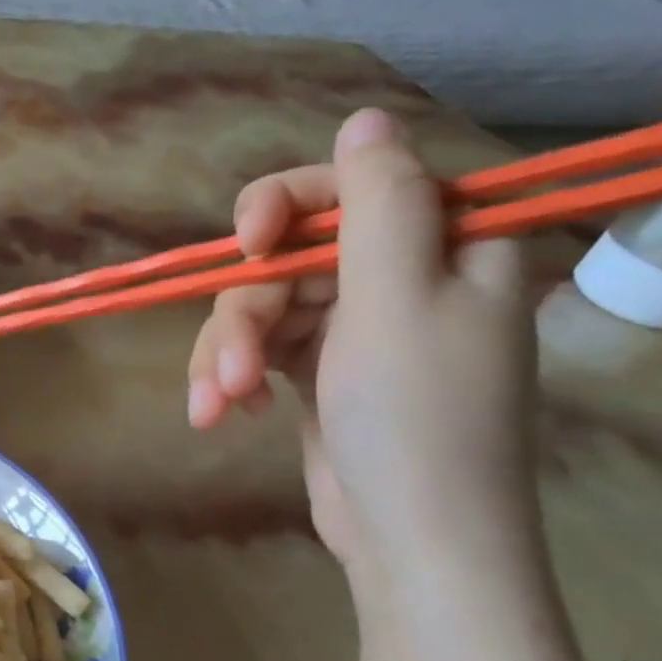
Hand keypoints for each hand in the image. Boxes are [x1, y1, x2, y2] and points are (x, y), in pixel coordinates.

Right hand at [187, 110, 540, 580]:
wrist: (414, 542)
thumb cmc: (416, 417)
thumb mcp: (398, 299)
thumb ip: (380, 203)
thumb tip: (366, 118)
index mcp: (445, 250)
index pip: (357, 188)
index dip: (292, 202)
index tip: (251, 240)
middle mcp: (399, 281)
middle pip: (291, 257)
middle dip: (246, 313)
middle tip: (231, 368)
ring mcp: (354, 330)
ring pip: (260, 308)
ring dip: (226, 355)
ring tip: (217, 407)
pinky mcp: (316, 373)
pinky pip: (257, 350)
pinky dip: (229, 379)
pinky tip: (221, 415)